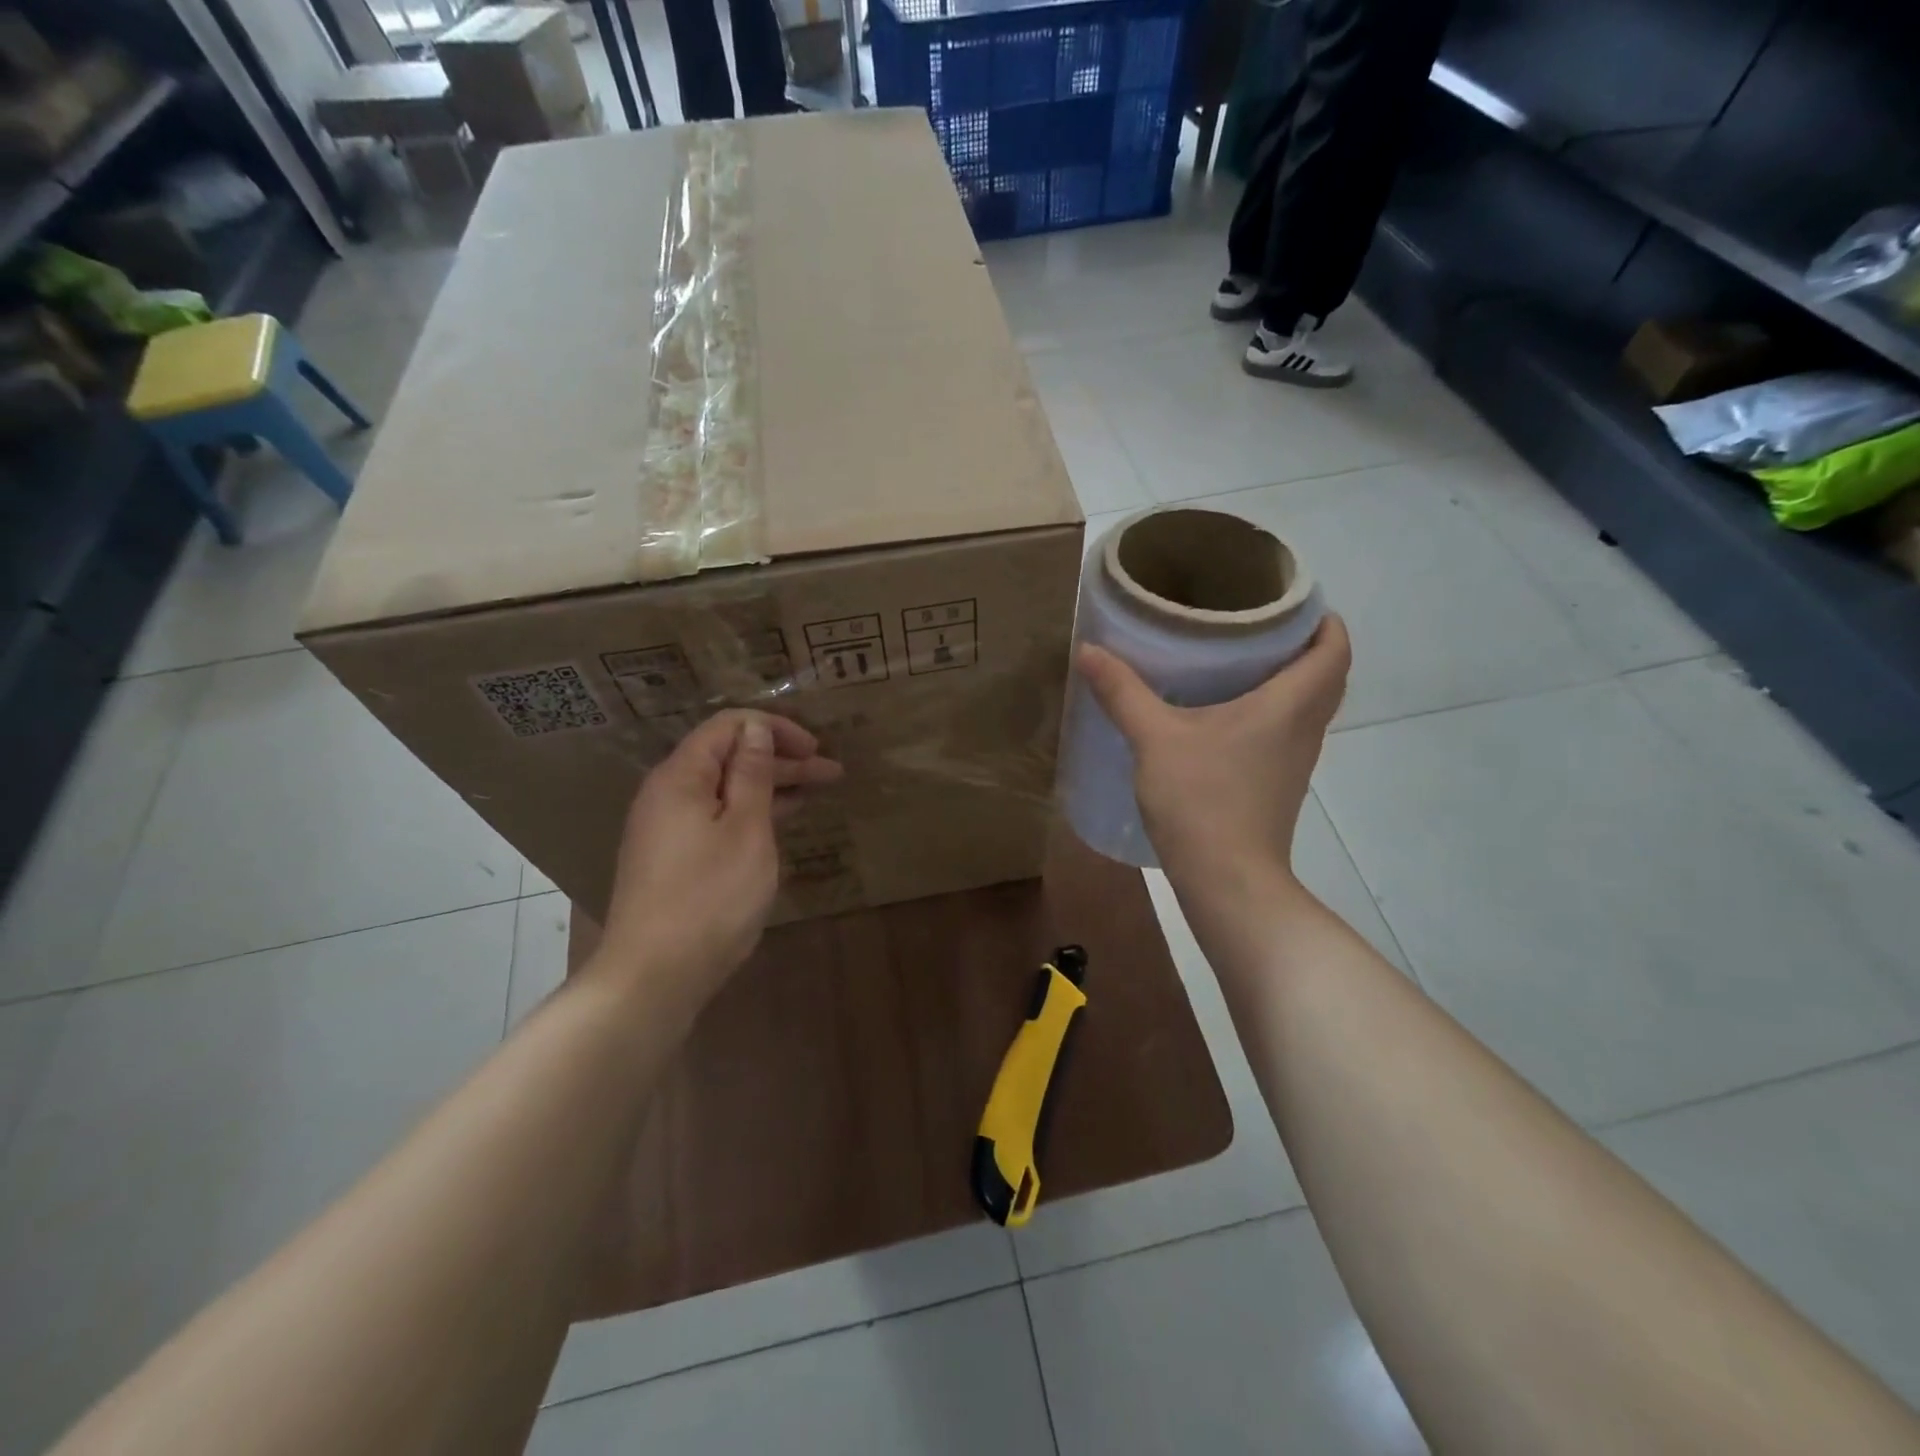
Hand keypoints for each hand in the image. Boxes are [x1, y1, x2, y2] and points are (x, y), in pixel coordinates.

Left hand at [598, 710, 841, 998]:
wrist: (654, 976)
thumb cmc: (710, 898)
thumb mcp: (746, 830)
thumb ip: (752, 775)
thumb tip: (756, 730)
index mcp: (681, 777)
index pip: (728, 727)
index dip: (775, 729)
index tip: (815, 749)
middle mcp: (667, 794)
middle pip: (728, 757)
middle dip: (781, 759)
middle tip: (832, 772)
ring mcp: (667, 828)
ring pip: (725, 790)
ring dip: (770, 787)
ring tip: (815, 791)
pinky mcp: (673, 857)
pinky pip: (716, 817)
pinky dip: (751, 813)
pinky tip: (779, 820)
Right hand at [1076, 615, 1350, 884]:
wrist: (1227, 880)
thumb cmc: (1202, 800)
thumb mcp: (1155, 739)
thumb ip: (1123, 692)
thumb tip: (1089, 649)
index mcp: (1289, 705)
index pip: (1334, 649)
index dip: (1323, 619)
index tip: (1291, 599)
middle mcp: (1304, 728)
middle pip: (1327, 674)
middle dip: (1305, 644)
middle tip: (1259, 623)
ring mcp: (1295, 760)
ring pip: (1309, 705)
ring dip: (1291, 678)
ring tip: (1242, 658)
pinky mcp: (1279, 784)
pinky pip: (1289, 731)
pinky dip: (1273, 710)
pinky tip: (1227, 713)